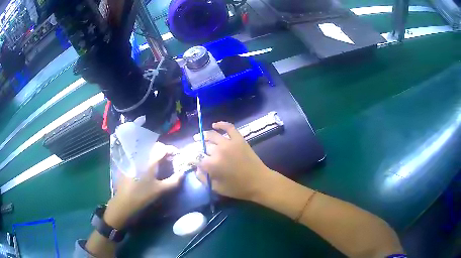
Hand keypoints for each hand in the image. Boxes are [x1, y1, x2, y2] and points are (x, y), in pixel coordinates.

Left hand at [104, 142, 183, 228]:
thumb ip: (174, 181)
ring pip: (146, 150)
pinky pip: (139, 155)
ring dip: (155, 153)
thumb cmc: (143, 195)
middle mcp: (140, 155)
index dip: (171, 150)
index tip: (177, 155)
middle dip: (163, 150)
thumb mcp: (161, 190)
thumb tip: (182, 173)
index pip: (162, 148)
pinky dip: (146, 157)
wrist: (124, 202)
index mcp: (149, 160)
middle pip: (154, 146)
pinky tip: (148, 167)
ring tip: (160, 162)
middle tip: (169, 159)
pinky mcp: (127, 163)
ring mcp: (132, 159)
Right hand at [196, 122, 273, 200]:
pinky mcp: (239, 139)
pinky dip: (221, 124)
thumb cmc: (237, 188)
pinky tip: (215, 125)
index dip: (191, 159)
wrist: (259, 182)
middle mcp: (218, 151)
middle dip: (198, 149)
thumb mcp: (217, 188)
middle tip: (197, 152)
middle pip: (203, 147)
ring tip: (198, 137)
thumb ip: (203, 179)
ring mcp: (229, 143)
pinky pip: (229, 127)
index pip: (196, 158)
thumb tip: (196, 169)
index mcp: (212, 164)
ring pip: (212, 135)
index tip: (190, 160)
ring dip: (203, 136)